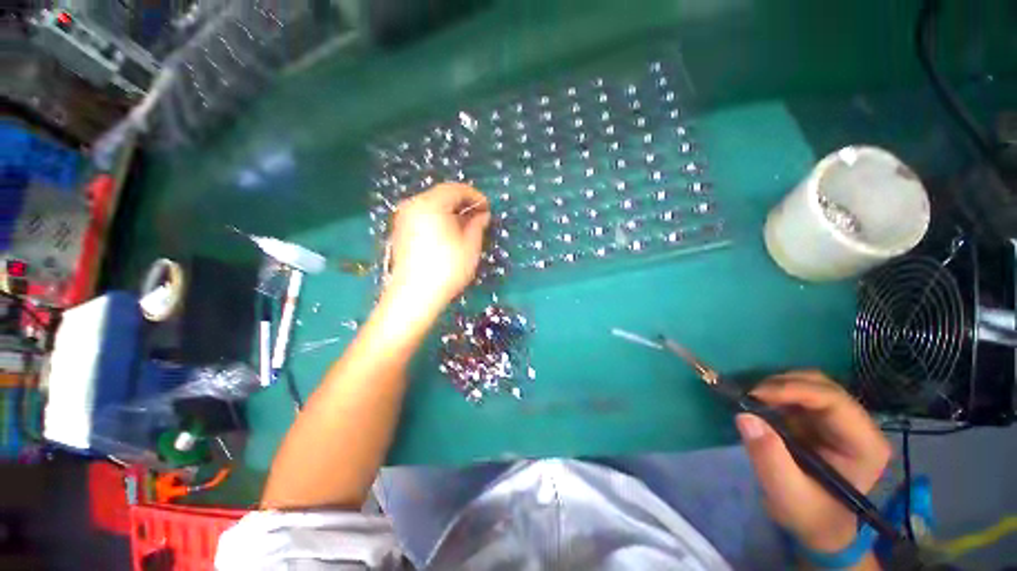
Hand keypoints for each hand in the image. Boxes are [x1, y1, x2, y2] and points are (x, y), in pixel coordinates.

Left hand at [386, 183, 490, 310]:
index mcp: (430, 204)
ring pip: (431, 206)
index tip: (487, 208)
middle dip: (462, 203)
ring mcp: (403, 219)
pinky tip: (448, 235)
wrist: (414, 296)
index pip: (455, 189)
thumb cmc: (447, 268)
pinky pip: (423, 217)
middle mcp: (413, 205)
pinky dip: (438, 220)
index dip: (475, 196)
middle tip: (478, 217)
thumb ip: (477, 225)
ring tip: (466, 227)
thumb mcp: (470, 246)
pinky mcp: (400, 232)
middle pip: (441, 195)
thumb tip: (482, 215)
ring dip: (451, 212)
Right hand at [736, 371, 890, 552]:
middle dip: (782, 385)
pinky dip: (775, 392)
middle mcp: (858, 426)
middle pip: (822, 386)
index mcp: (864, 444)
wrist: (817, 526)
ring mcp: (840, 420)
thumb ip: (770, 459)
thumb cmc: (810, 515)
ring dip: (777, 386)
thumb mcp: (787, 495)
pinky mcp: (821, 420)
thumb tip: (745, 417)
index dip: (794, 390)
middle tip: (749, 396)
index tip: (754, 395)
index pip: (833, 401)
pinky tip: (760, 403)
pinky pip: (798, 393)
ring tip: (751, 400)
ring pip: (810, 384)